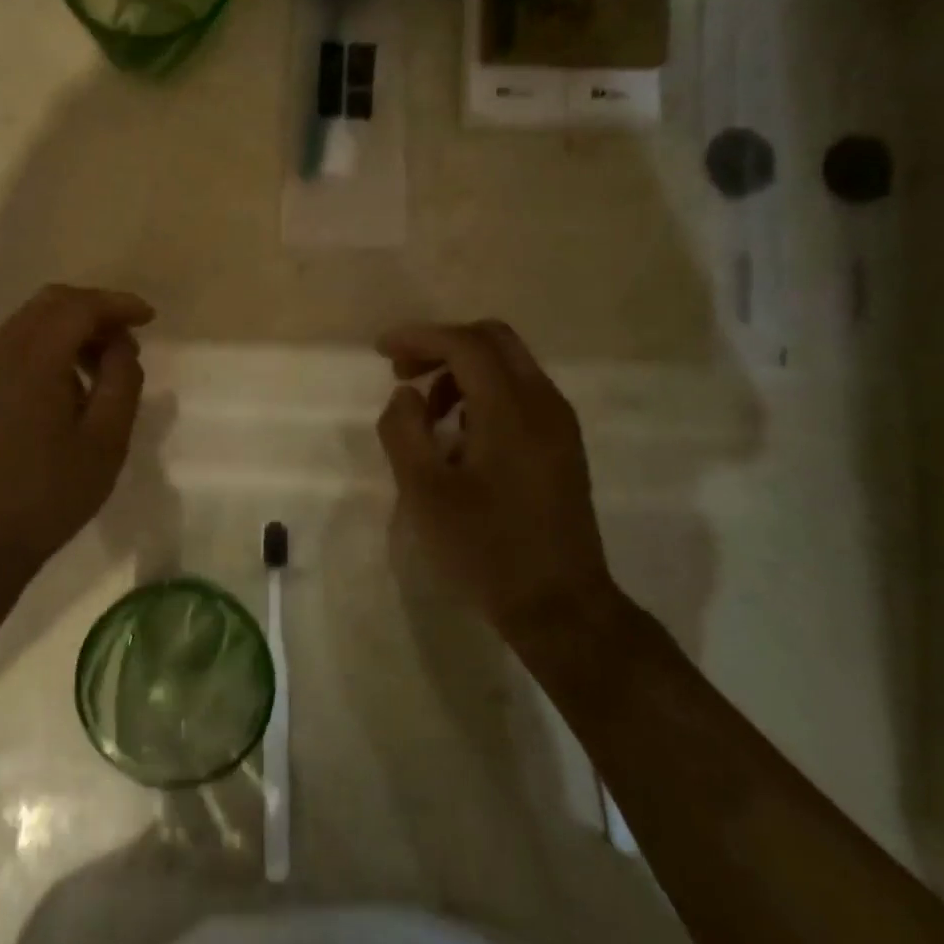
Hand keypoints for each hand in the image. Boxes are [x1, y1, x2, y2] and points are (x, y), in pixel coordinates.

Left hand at [0, 284, 153, 587]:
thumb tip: (121, 346)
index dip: (117, 305)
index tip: (149, 317)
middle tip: (128, 337)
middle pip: (51, 303)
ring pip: (30, 322)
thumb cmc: (49, 495)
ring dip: (70, 328)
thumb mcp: (106, 442)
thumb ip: (122, 382)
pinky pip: (15, 345)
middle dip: (94, 310)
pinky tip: (68, 382)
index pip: (78, 307)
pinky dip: (48, 346)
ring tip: (103, 364)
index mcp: (31, 360)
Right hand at [375, 320, 616, 636]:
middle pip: (493, 340)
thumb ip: (404, 430)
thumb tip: (405, 395)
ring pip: (508, 365)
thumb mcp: (425, 492)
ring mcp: (559, 424)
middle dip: (442, 346)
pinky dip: (483, 394)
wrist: (560, 606)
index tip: (381, 351)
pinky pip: (520, 394)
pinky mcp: (562, 446)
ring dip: (461, 372)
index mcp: (511, 410)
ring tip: (426, 413)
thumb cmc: (485, 549)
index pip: (465, 344)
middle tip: (403, 373)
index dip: (419, 337)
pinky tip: (458, 436)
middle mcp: (544, 403)